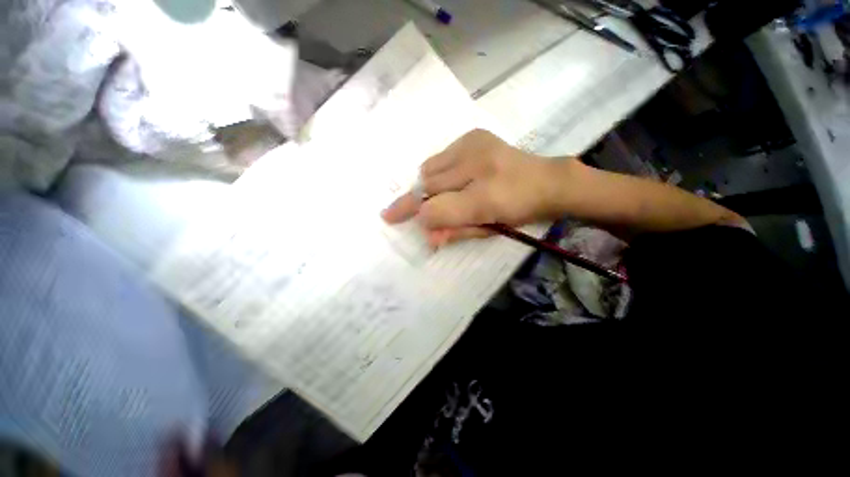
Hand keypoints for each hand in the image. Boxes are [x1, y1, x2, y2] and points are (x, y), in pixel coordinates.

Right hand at [381, 129, 568, 246]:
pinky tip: (456, 177)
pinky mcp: (474, 135)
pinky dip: (440, 171)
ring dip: (431, 185)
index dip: (412, 213)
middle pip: (428, 185)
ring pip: (430, 168)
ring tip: (448, 192)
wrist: (548, 181)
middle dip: (418, 200)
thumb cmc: (518, 212)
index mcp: (487, 198)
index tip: (389, 217)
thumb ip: (455, 231)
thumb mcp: (488, 230)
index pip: (437, 209)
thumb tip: (427, 235)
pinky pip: (441, 156)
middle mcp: (478, 165)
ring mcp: (475, 145)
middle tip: (416, 210)